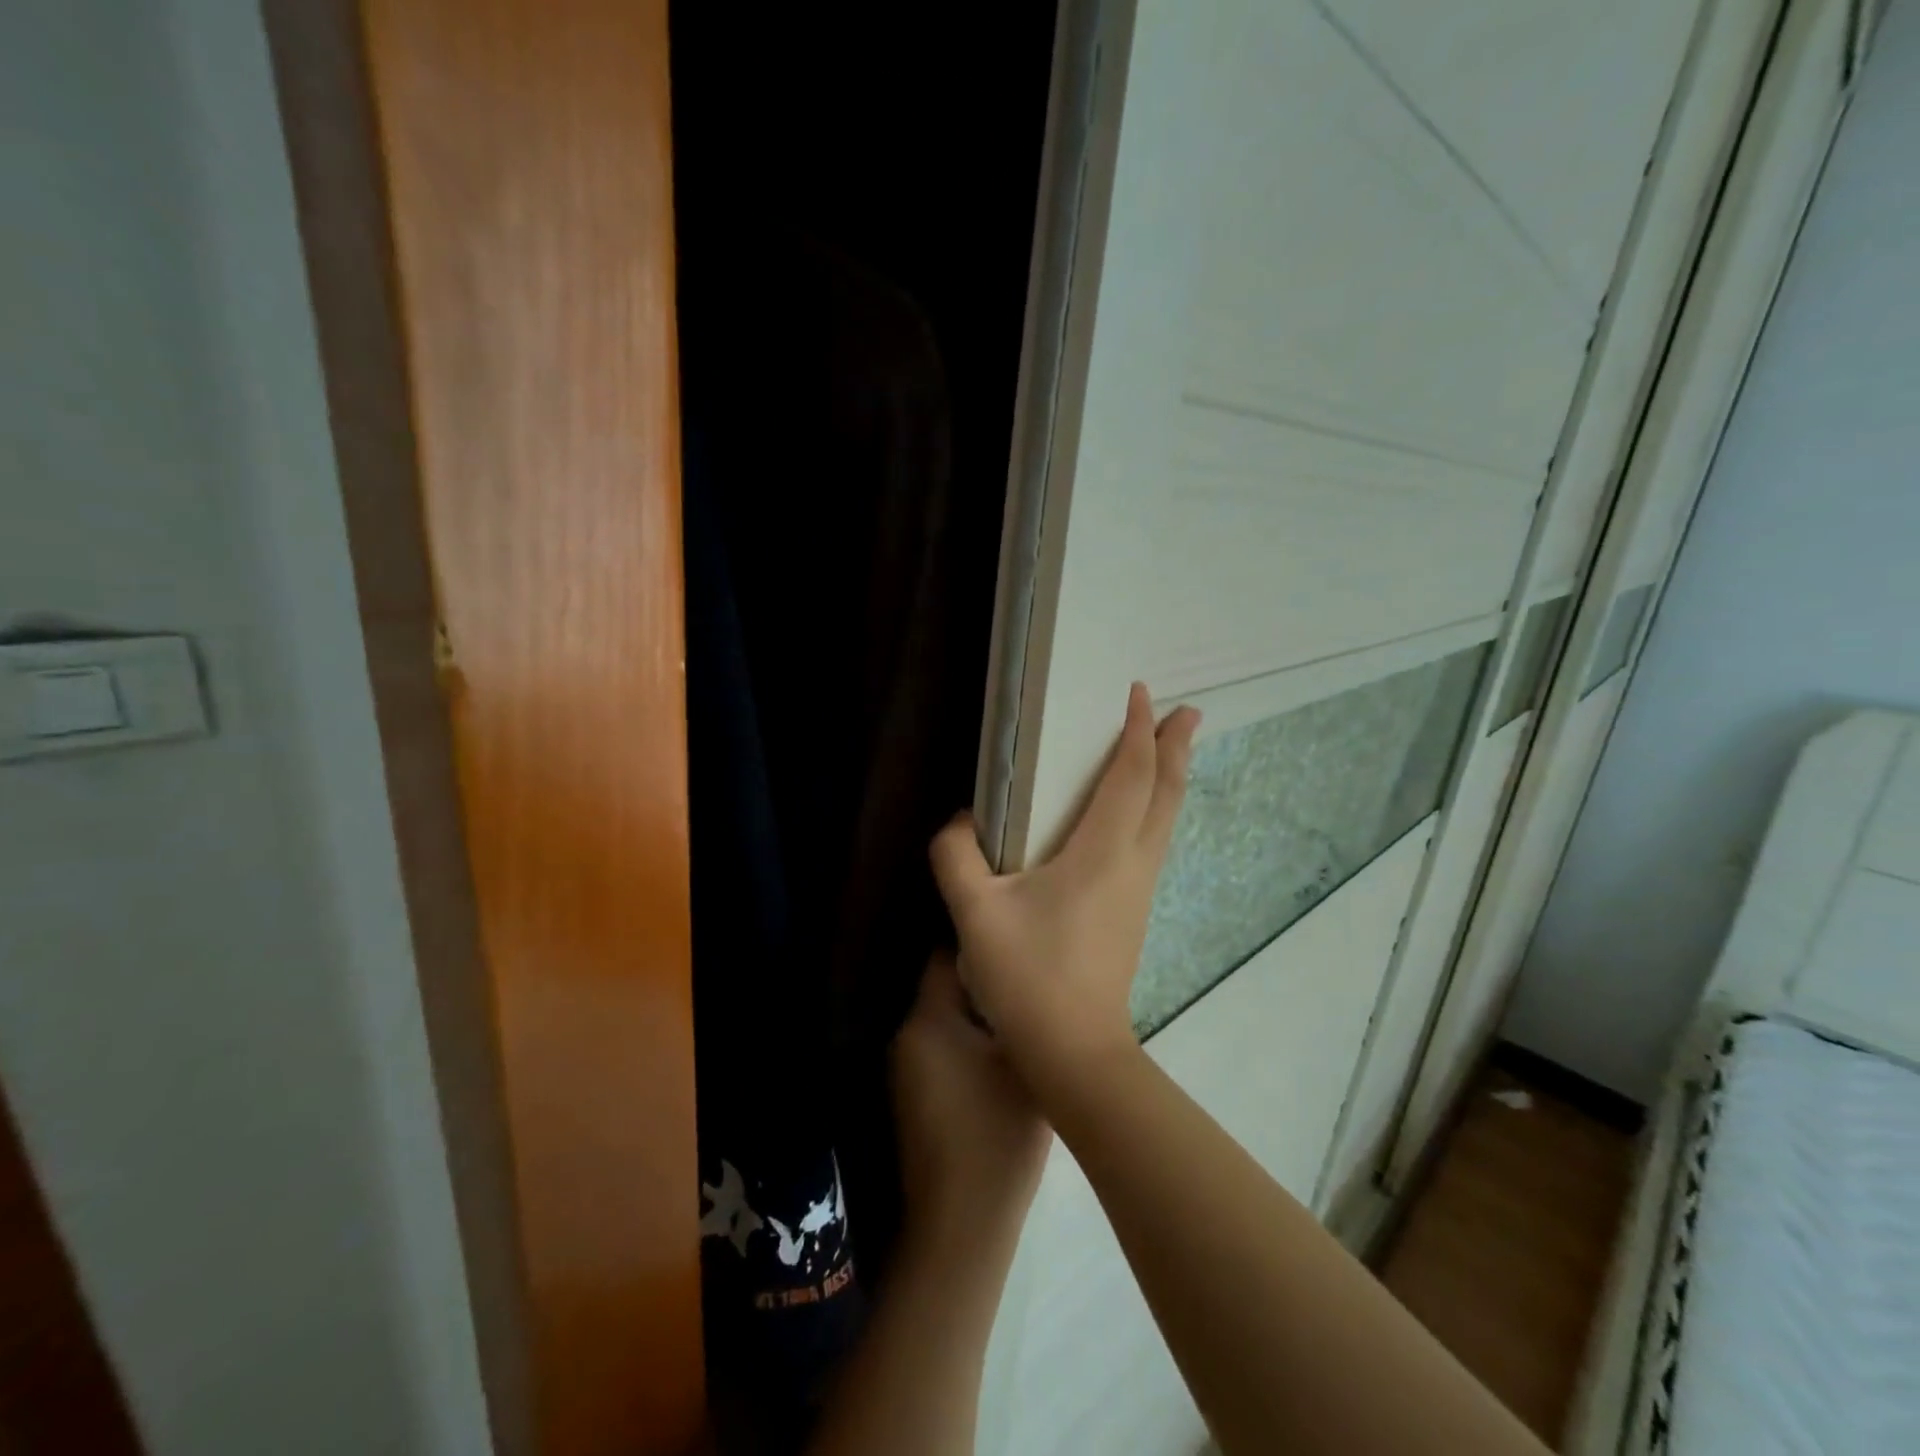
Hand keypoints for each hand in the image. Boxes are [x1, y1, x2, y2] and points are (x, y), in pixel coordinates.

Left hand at [891, 951, 1050, 1257]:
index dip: (981, 945)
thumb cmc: (998, 1134)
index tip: (1013, 942)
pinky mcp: (911, 1094)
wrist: (961, 1222)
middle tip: (1022, 980)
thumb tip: (1023, 984)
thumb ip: (1022, 1014)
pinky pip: (939, 1046)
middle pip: (944, 986)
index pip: (946, 955)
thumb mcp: (1024, 1064)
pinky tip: (996, 1056)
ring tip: (1017, 1015)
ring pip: (943, 1018)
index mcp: (928, 1018)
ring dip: (974, 1014)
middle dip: (981, 981)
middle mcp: (906, 1033)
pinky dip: (964, 1042)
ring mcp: (904, 1066)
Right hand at [929, 683, 1199, 1101]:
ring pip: (1166, 820)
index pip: (1131, 777)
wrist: (1077, 1053)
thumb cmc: (1029, 977)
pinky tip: (1143, 816)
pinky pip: (1155, 843)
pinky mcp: (1134, 913)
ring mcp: (1139, 891)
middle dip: (1177, 747)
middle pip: (1166, 793)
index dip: (1139, 732)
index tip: (1142, 694)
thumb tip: (959, 821)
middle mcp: (1132, 864)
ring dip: (1171, 778)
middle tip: (1188, 711)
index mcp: (1101, 853)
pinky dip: (1158, 809)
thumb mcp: (975, 914)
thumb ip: (956, 857)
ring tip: (1173, 751)